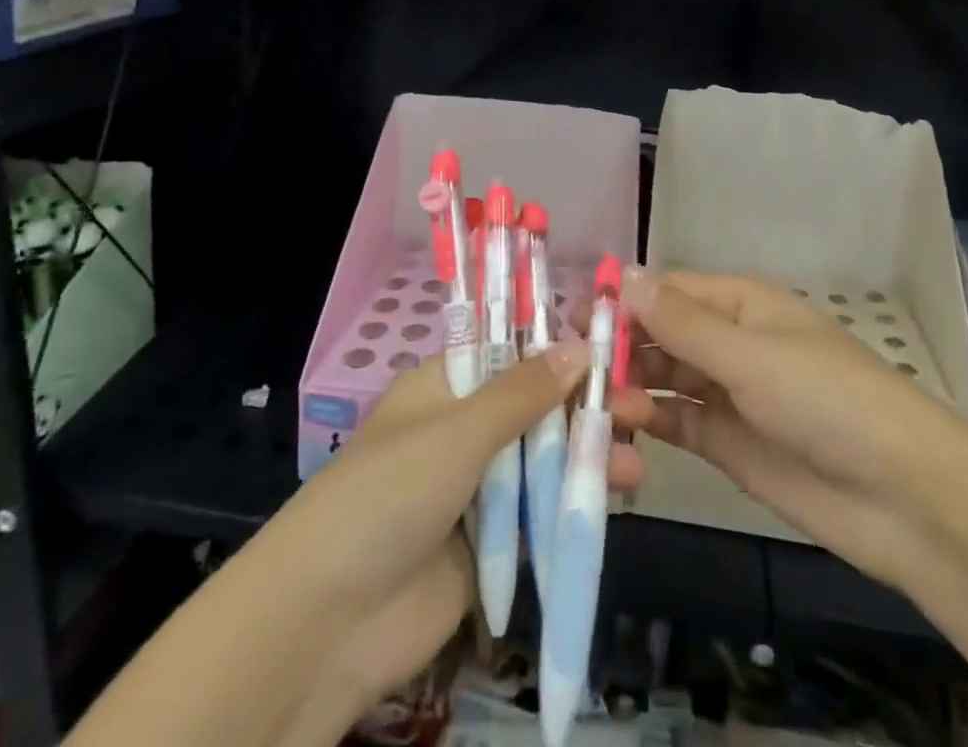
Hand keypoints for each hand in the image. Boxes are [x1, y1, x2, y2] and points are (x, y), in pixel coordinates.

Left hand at [270, 343, 643, 708]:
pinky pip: (540, 511)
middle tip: (640, 408)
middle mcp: (463, 428)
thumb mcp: (457, 432)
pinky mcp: (491, 542)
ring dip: (589, 455)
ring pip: (545, 459)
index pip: (511, 350)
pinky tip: (616, 496)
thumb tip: (579, 344)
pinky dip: (576, 502)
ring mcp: (477, 486)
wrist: (328, 624)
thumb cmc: (389, 496)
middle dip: (586, 405)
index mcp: (446, 385)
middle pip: (536, 406)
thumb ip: (522, 392)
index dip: (559, 346)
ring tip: (636, 463)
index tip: (612, 346)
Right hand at [607, 270, 951, 583]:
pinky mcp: (727, 443)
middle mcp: (730, 341)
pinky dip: (649, 421)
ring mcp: (728, 393)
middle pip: (661, 332)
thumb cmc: (825, 399)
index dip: (624, 298)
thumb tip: (623, 273)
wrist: (901, 497)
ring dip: (630, 384)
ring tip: (592, 402)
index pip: (669, 290)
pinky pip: (677, 421)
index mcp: (740, 304)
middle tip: (572, 366)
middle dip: (620, 345)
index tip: (574, 315)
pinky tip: (621, 427)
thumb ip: (681, 322)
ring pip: (664, 377)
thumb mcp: (749, 353)